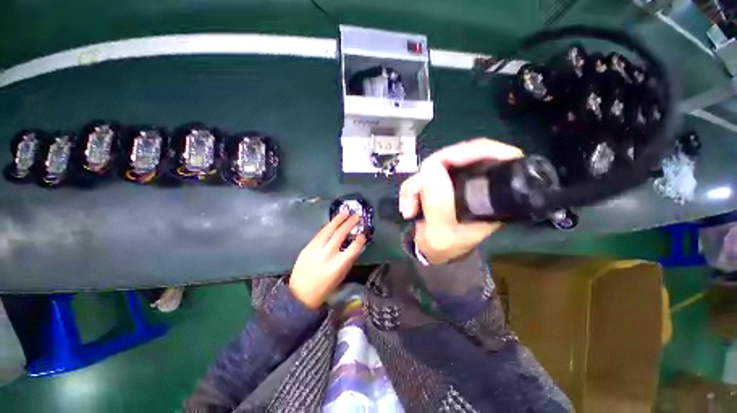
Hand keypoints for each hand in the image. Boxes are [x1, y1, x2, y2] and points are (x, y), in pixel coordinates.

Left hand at [289, 212, 366, 308]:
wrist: (300, 294)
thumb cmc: (324, 288)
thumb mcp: (340, 276)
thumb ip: (347, 259)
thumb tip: (354, 245)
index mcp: (338, 266)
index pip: (353, 249)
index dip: (360, 240)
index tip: (363, 234)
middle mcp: (327, 255)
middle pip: (340, 234)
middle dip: (349, 224)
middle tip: (356, 217)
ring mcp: (315, 249)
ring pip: (328, 230)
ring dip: (338, 220)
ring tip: (345, 213)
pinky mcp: (307, 247)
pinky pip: (320, 233)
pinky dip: (328, 226)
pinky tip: (333, 222)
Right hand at [399, 138, 522, 264]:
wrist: (433, 253)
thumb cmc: (443, 249)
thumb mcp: (440, 234)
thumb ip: (438, 205)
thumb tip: (431, 167)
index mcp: (492, 196)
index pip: (498, 157)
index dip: (472, 151)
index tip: (443, 161)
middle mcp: (479, 183)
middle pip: (460, 155)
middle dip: (430, 173)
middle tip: (413, 193)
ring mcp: (459, 181)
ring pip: (437, 164)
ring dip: (416, 184)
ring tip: (408, 208)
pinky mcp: (443, 182)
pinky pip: (425, 173)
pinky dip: (412, 187)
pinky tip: (407, 205)